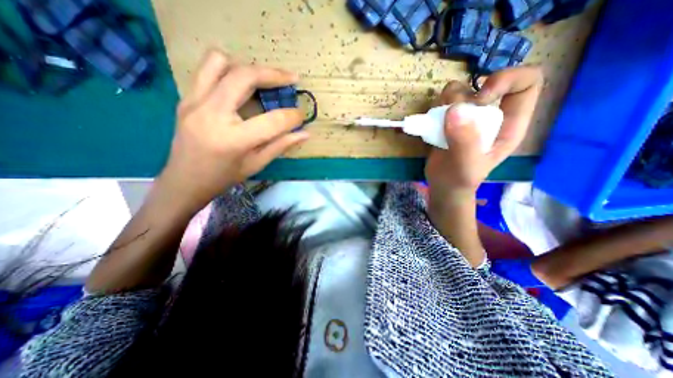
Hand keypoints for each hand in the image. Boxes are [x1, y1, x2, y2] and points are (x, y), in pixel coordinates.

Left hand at [157, 49, 306, 212]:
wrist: (184, 180)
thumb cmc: (224, 177)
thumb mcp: (256, 164)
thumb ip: (281, 145)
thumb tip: (305, 134)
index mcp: (233, 139)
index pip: (272, 120)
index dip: (292, 116)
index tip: (302, 115)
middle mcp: (211, 114)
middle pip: (245, 77)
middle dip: (274, 74)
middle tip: (291, 79)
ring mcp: (194, 102)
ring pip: (220, 62)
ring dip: (247, 68)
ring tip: (262, 80)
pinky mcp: (186, 98)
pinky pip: (207, 70)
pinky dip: (228, 71)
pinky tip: (240, 87)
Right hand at [428, 65, 543, 202]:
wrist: (443, 185)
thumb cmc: (461, 179)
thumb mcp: (467, 165)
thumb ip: (465, 141)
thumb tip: (454, 110)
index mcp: (510, 123)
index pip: (527, 82)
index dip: (507, 80)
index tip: (480, 99)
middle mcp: (491, 114)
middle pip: (485, 83)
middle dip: (465, 96)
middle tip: (451, 118)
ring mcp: (468, 116)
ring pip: (460, 90)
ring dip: (446, 101)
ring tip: (439, 124)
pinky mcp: (449, 120)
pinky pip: (442, 102)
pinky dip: (435, 108)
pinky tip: (432, 125)